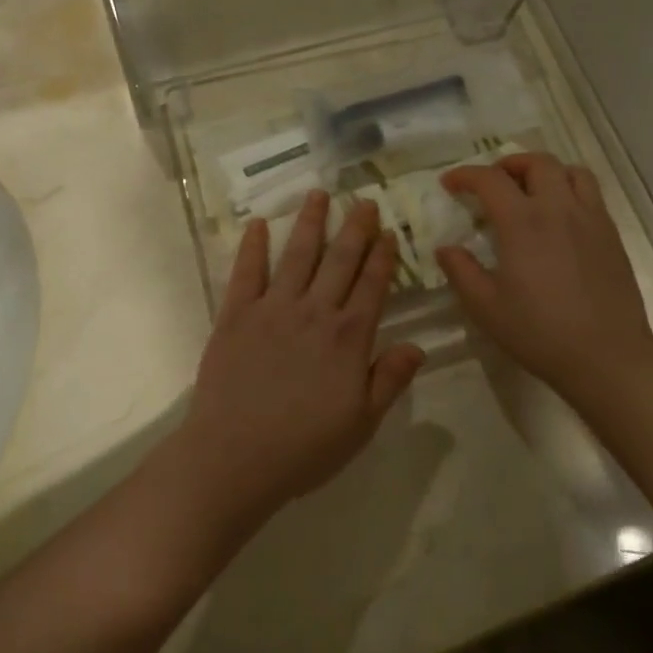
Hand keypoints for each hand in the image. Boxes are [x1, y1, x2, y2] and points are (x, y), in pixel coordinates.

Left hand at [177, 191, 425, 525]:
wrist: (235, 458)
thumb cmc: (304, 448)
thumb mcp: (361, 423)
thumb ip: (389, 380)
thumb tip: (418, 345)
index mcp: (348, 337)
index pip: (372, 285)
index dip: (382, 256)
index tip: (388, 231)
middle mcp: (314, 312)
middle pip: (339, 260)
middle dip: (354, 228)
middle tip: (363, 200)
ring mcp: (272, 309)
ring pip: (297, 255)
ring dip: (310, 223)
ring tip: (319, 194)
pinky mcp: (236, 315)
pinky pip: (246, 272)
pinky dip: (253, 247)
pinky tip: (259, 224)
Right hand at [437, 154, 652, 397]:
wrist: (607, 356)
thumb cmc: (540, 333)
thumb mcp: (486, 307)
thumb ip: (461, 272)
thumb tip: (446, 248)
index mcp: (523, 222)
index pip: (490, 179)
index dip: (465, 175)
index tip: (450, 184)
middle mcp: (558, 208)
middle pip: (536, 162)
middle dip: (509, 164)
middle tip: (493, 183)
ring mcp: (590, 218)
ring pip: (570, 171)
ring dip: (545, 171)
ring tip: (531, 190)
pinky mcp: (611, 234)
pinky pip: (591, 193)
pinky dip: (570, 189)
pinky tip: (560, 217)